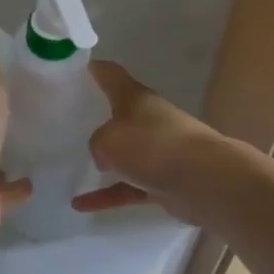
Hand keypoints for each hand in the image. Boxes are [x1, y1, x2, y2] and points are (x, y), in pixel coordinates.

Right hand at [73, 61, 226, 224]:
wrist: (204, 180)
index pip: (112, 76)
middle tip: (70, 121)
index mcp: (136, 99)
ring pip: (125, 154)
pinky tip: (80, 205)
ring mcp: (158, 152)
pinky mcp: (163, 182)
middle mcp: (149, 120)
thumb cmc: (152, 146)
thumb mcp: (108, 139)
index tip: (78, 68)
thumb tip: (106, 158)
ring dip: (104, 161)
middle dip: (99, 117)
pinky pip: (128, 187)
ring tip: (73, 166)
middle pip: (121, 114)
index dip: (95, 70)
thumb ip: (97, 144)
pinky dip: (106, 195)